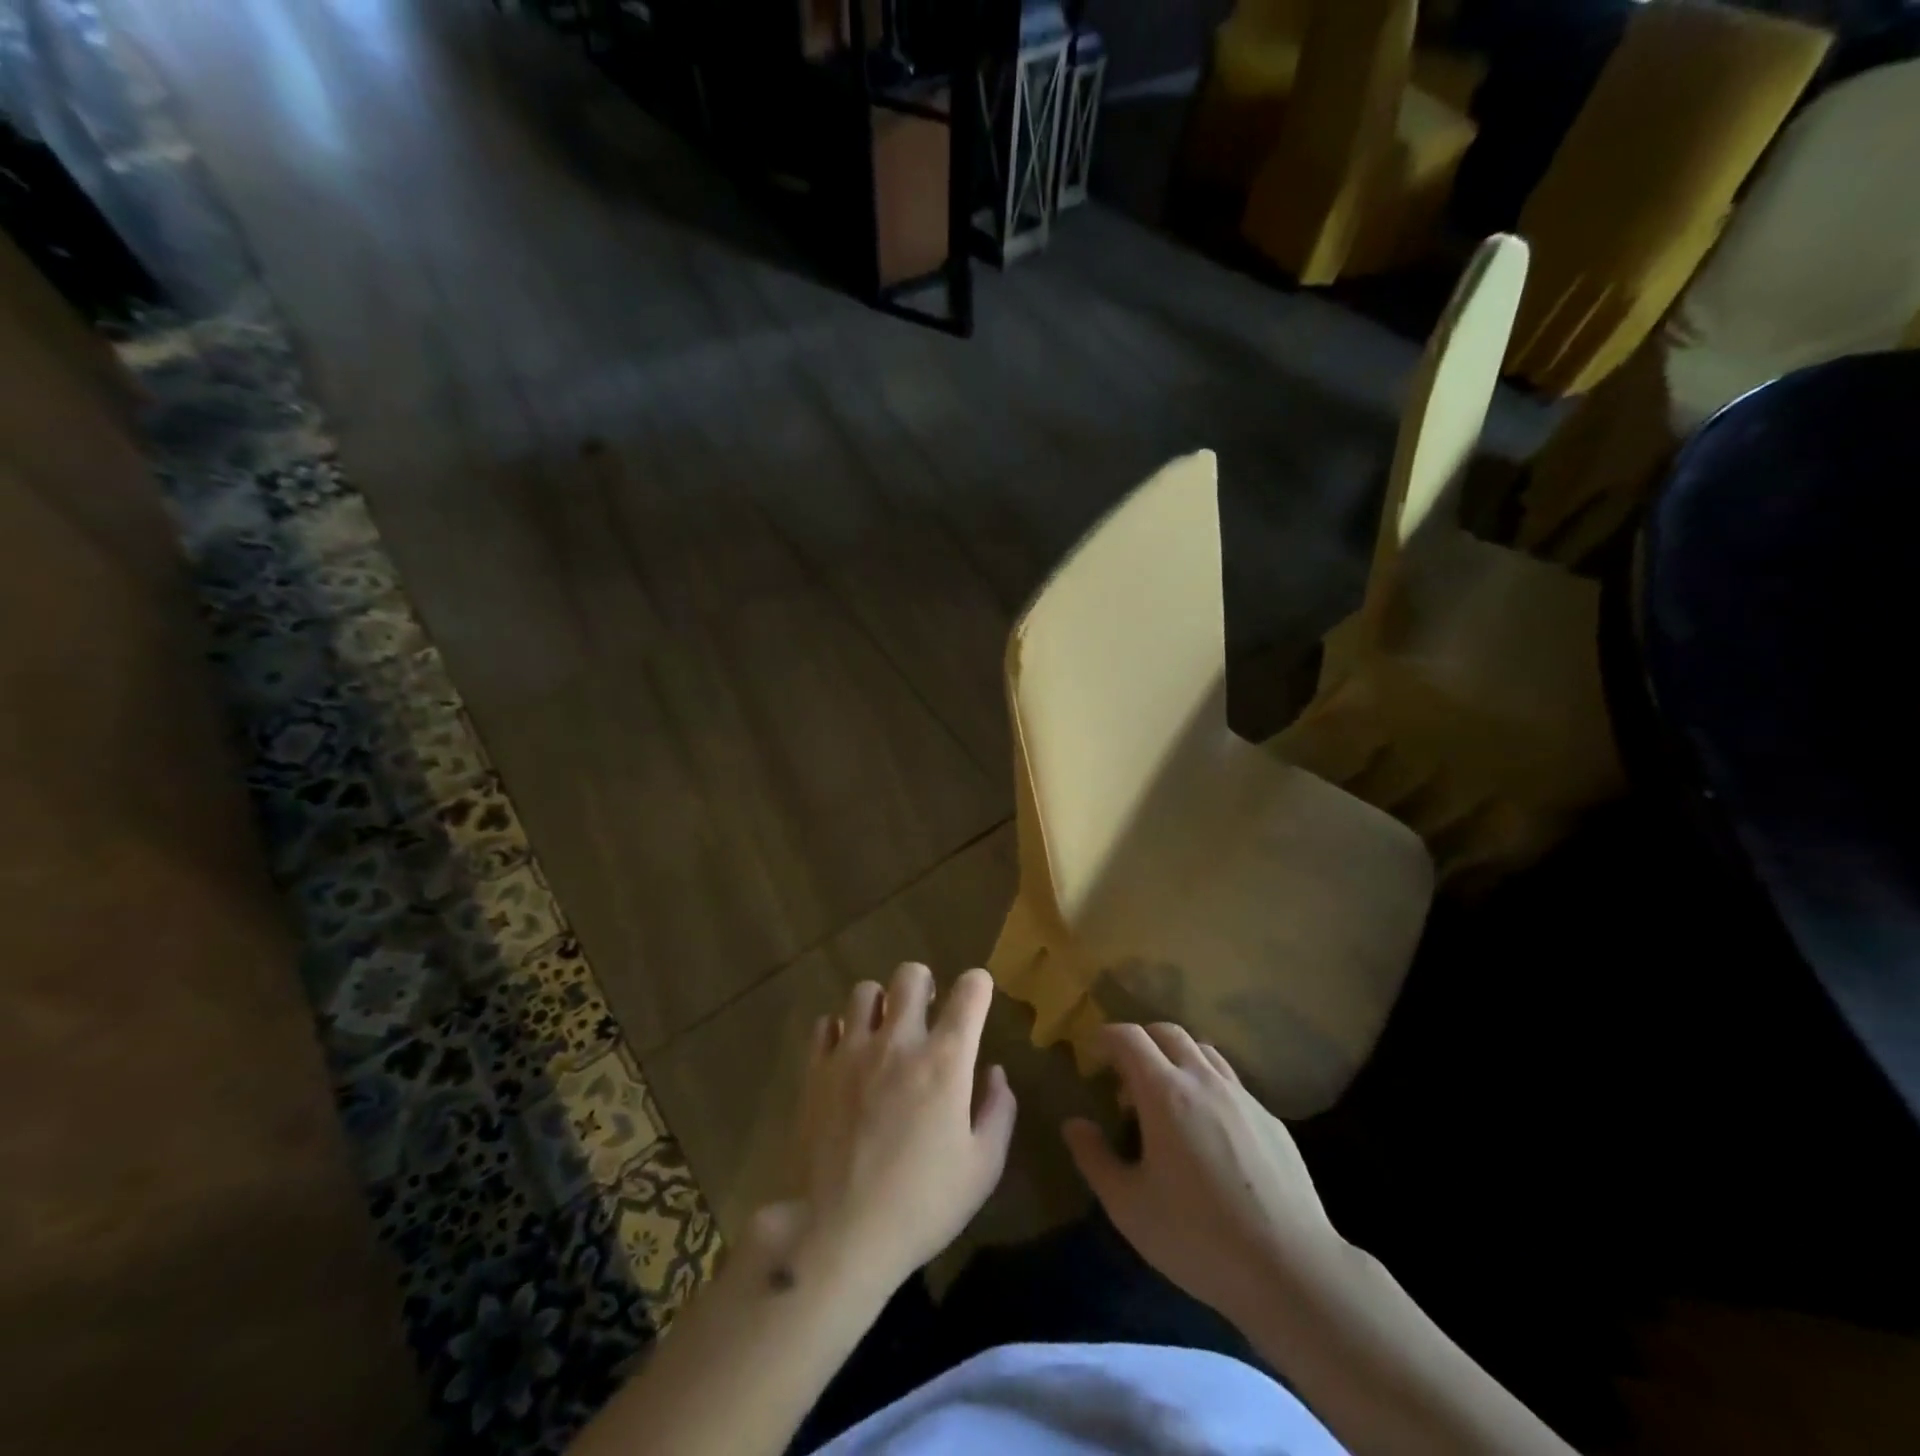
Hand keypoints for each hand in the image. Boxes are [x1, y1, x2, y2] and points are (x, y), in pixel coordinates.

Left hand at [767, 963, 1016, 1299]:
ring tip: (883, 1032)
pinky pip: (825, 1024)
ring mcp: (851, 1051)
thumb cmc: (921, 1205)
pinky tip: (847, 1055)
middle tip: (926, 1014)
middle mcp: (898, 1041)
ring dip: (880, 1004)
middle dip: (925, 985)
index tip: (978, 996)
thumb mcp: (982, 1169)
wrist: (836, 1235)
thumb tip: (994, 1072)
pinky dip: (839, 1030)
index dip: (978, 985)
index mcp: (945, 1060)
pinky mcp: (816, 1069)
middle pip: (910, 975)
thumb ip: (998, 1111)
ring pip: (864, 991)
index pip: (969, 991)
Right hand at [1062, 1022, 1345, 1324]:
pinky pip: (1230, 1082)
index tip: (1093, 1055)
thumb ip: (1094, 1158)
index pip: (1129, 1037)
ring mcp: (1242, 1096)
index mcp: (1165, 1092)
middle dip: (1141, 1041)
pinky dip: (1207, 1085)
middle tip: (1126, 1077)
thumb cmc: (1198, 1237)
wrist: (1292, 1271)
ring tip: (1167, 1097)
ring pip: (1203, 1050)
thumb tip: (1074, 1124)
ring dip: (1177, 1058)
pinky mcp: (1271, 1120)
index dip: (1106, 1037)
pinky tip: (1208, 1130)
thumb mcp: (1128, 1207)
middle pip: (1167, 1031)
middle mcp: (1203, 1080)